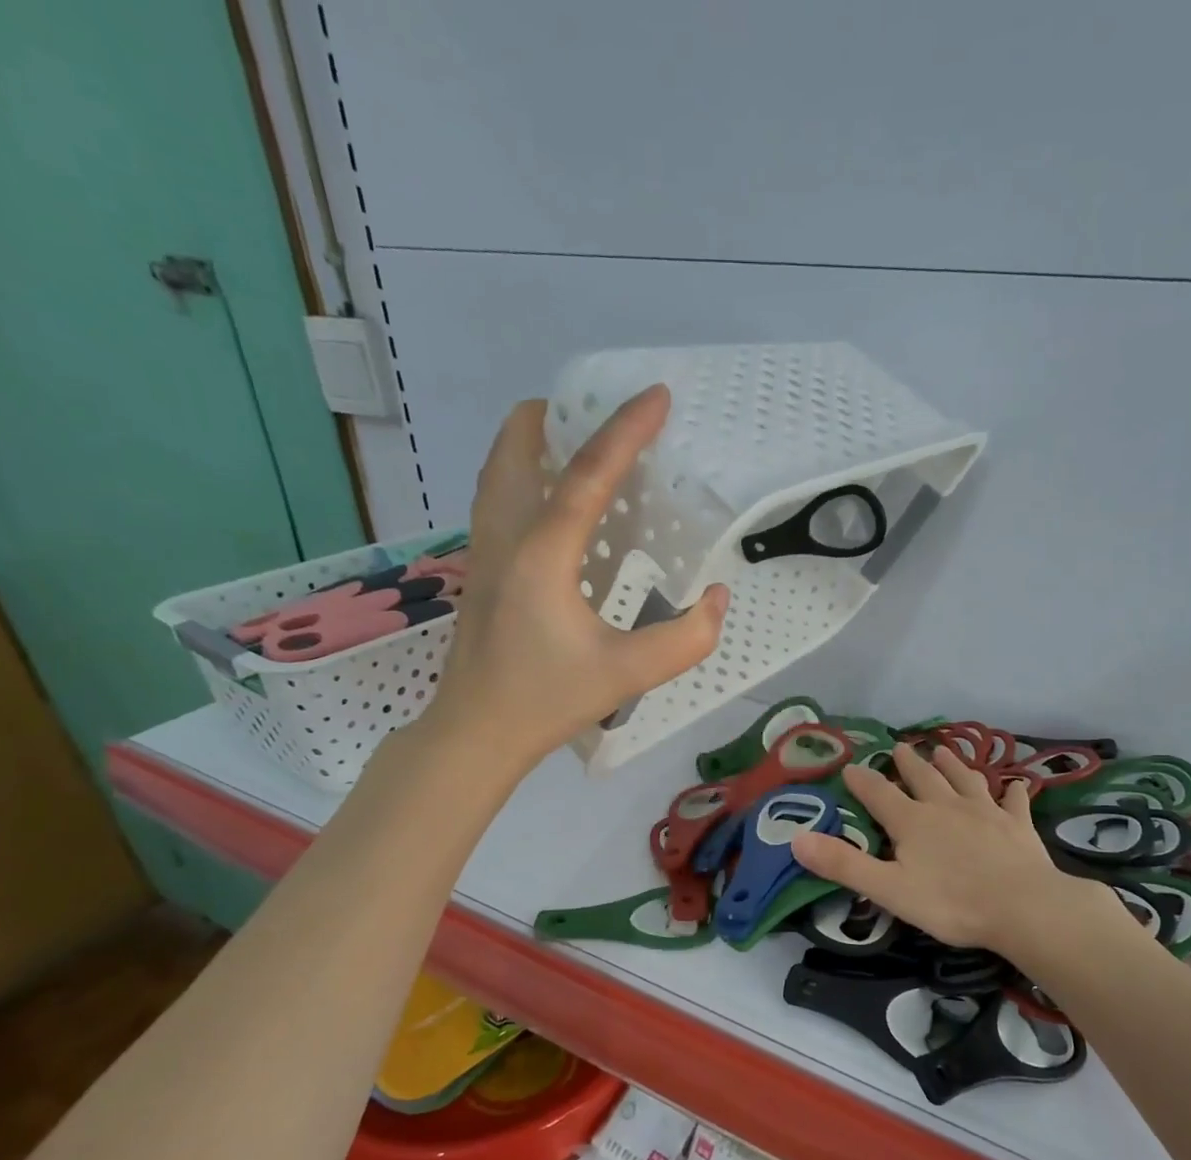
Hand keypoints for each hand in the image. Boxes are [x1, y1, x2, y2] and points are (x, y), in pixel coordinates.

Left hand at [423, 386, 727, 769]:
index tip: (657, 396)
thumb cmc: (546, 700)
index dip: (626, 430)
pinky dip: (526, 474)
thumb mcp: (628, 674)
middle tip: (605, 419)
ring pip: (500, 466)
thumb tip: (716, 599)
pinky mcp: (480, 566)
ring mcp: (484, 548)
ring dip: (537, 442)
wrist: (475, 731)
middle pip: (517, 445)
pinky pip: (498, 495)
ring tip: (581, 446)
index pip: (586, 473)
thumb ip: (685, 639)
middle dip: (559, 416)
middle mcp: (504, 535)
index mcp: (541, 552)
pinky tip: (559, 504)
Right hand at [791, 744, 1090, 953]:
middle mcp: (947, 807)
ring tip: (944, 751)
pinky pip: (1013, 802)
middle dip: (908, 763)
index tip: (850, 767)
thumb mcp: (888, 889)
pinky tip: (1014, 785)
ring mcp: (986, 813)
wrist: (1023, 907)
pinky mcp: (1018, 826)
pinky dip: (1011, 792)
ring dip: (953, 765)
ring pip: (965, 780)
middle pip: (924, 778)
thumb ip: (843, 863)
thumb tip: (796, 838)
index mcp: (913, 821)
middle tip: (901, 747)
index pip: (879, 794)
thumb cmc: (951, 902)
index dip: (862, 781)